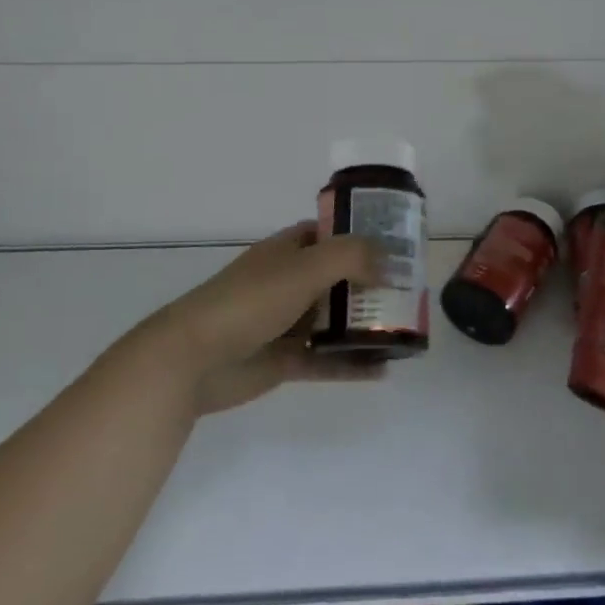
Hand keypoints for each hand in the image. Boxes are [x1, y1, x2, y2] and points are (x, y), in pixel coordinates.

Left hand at [137, 223, 385, 414]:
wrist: (193, 358)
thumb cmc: (249, 301)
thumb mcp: (303, 269)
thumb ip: (349, 257)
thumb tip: (388, 262)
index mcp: (288, 251)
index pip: (329, 234)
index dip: (360, 235)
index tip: (397, 244)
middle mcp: (288, 282)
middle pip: (338, 278)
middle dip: (372, 283)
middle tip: (411, 291)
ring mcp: (285, 322)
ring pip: (334, 320)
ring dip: (365, 324)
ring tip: (404, 330)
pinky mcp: (284, 359)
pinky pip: (325, 359)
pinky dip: (351, 364)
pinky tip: (383, 370)